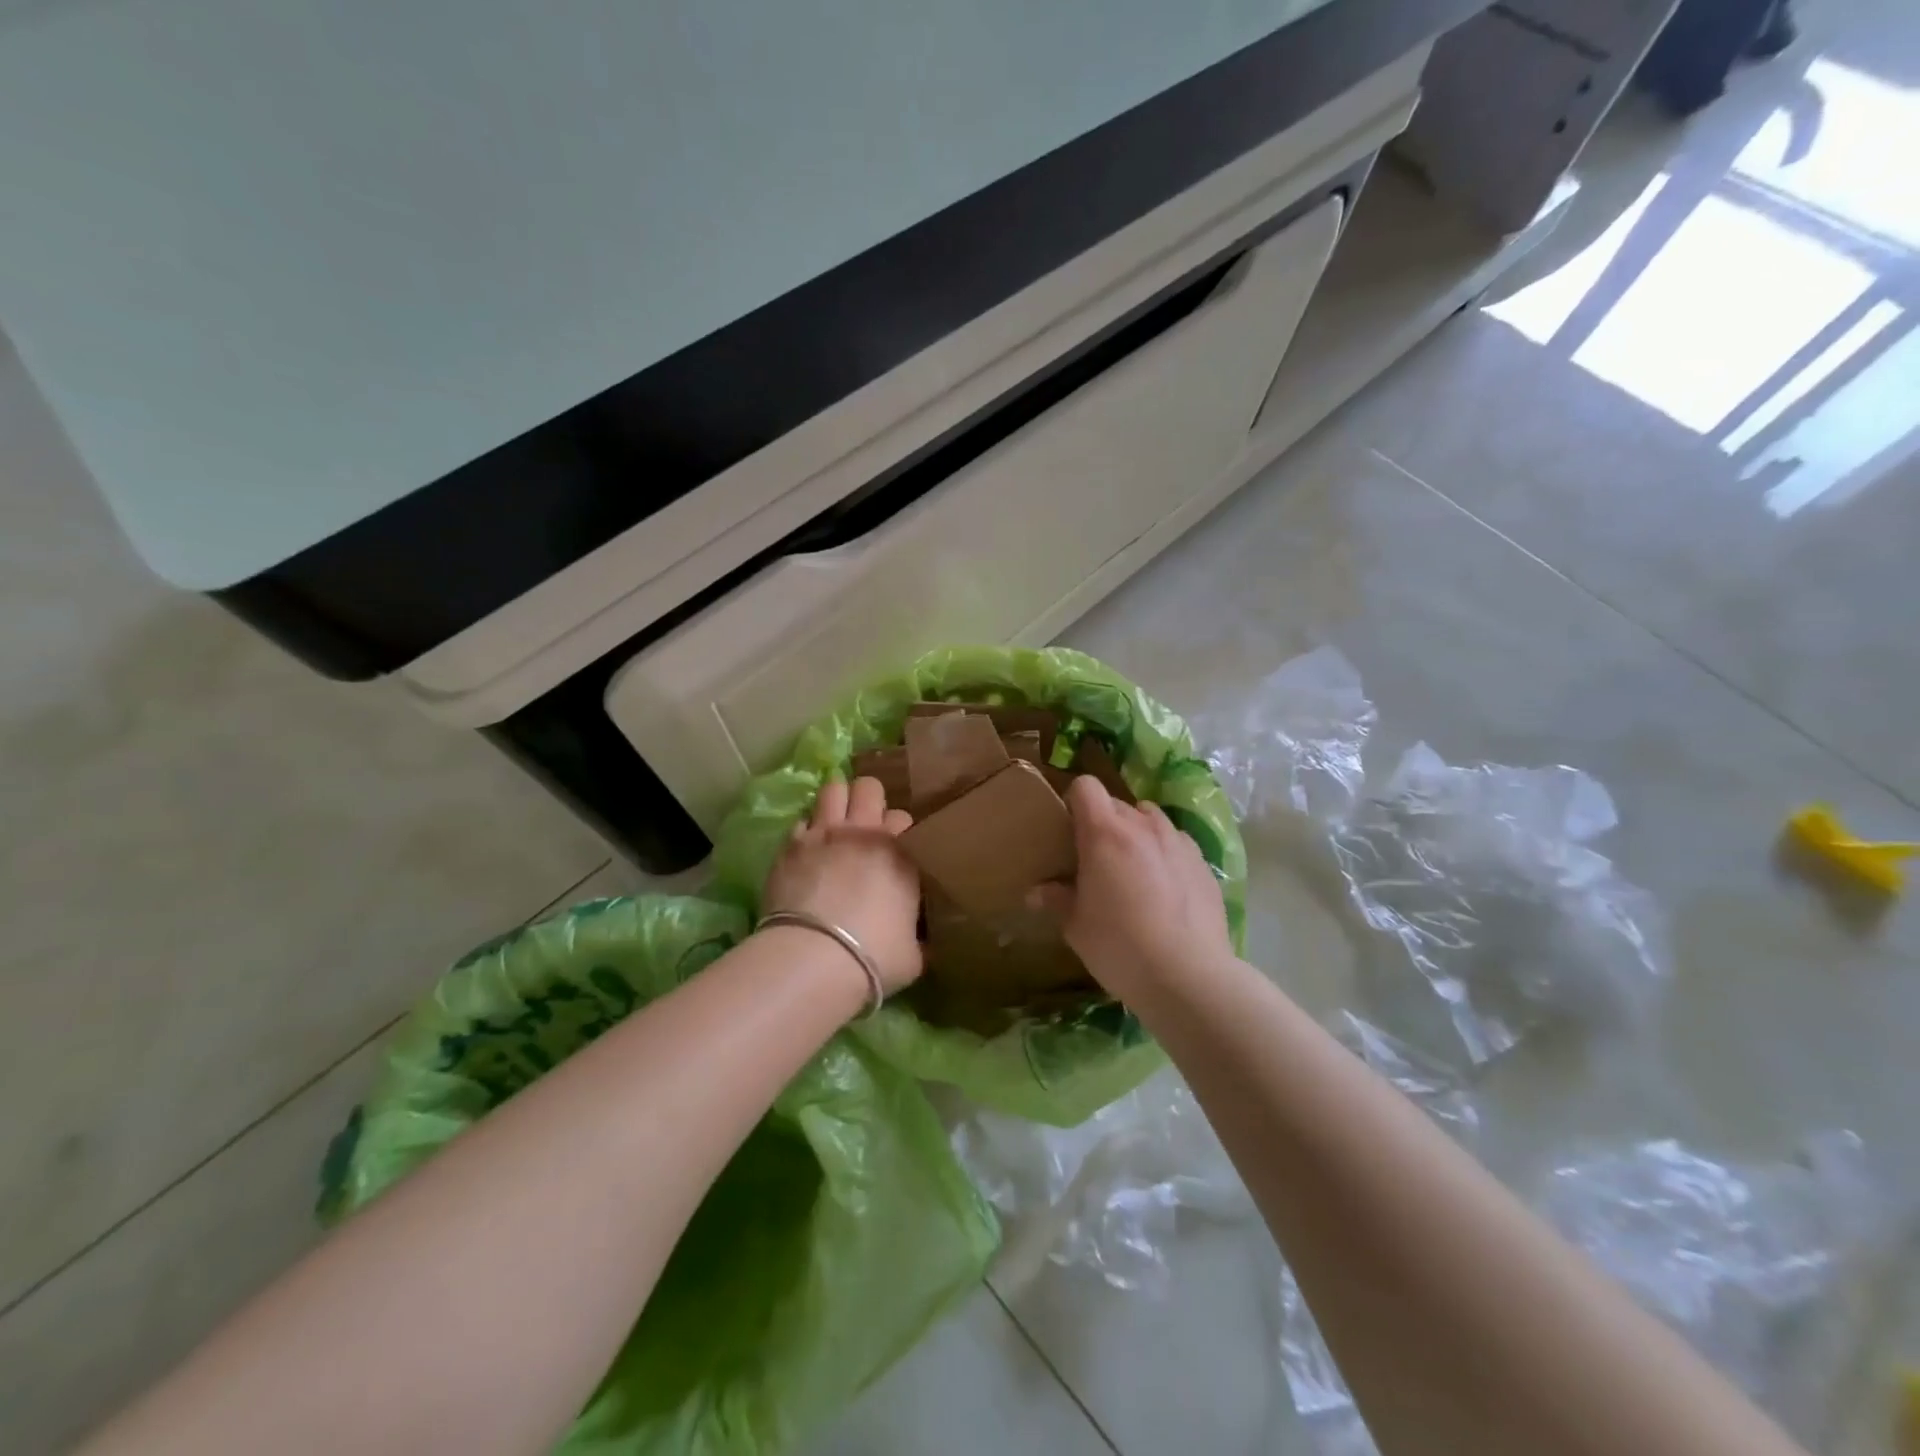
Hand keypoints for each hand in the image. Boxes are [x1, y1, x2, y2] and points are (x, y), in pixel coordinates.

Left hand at [762, 777, 923, 993]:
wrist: (815, 958)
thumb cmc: (874, 957)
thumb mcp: (913, 955)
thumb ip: (917, 938)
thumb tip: (920, 942)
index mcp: (901, 853)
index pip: (904, 818)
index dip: (899, 830)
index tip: (895, 847)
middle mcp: (865, 832)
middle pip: (869, 787)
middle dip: (868, 799)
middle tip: (865, 821)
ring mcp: (825, 833)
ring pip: (832, 789)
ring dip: (835, 800)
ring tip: (834, 818)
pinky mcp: (791, 845)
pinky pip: (801, 819)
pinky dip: (806, 829)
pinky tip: (806, 846)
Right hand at [1032, 777, 1231, 1000]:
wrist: (1188, 977)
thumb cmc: (1119, 947)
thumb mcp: (1076, 926)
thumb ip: (1057, 899)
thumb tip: (1037, 892)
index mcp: (1104, 834)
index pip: (1085, 787)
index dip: (1074, 801)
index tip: (1068, 828)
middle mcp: (1143, 826)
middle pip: (1117, 804)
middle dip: (1103, 823)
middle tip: (1095, 859)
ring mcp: (1178, 842)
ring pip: (1150, 820)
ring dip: (1136, 833)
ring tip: (1132, 868)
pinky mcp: (1203, 863)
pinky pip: (1176, 843)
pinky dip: (1165, 854)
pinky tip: (1164, 888)